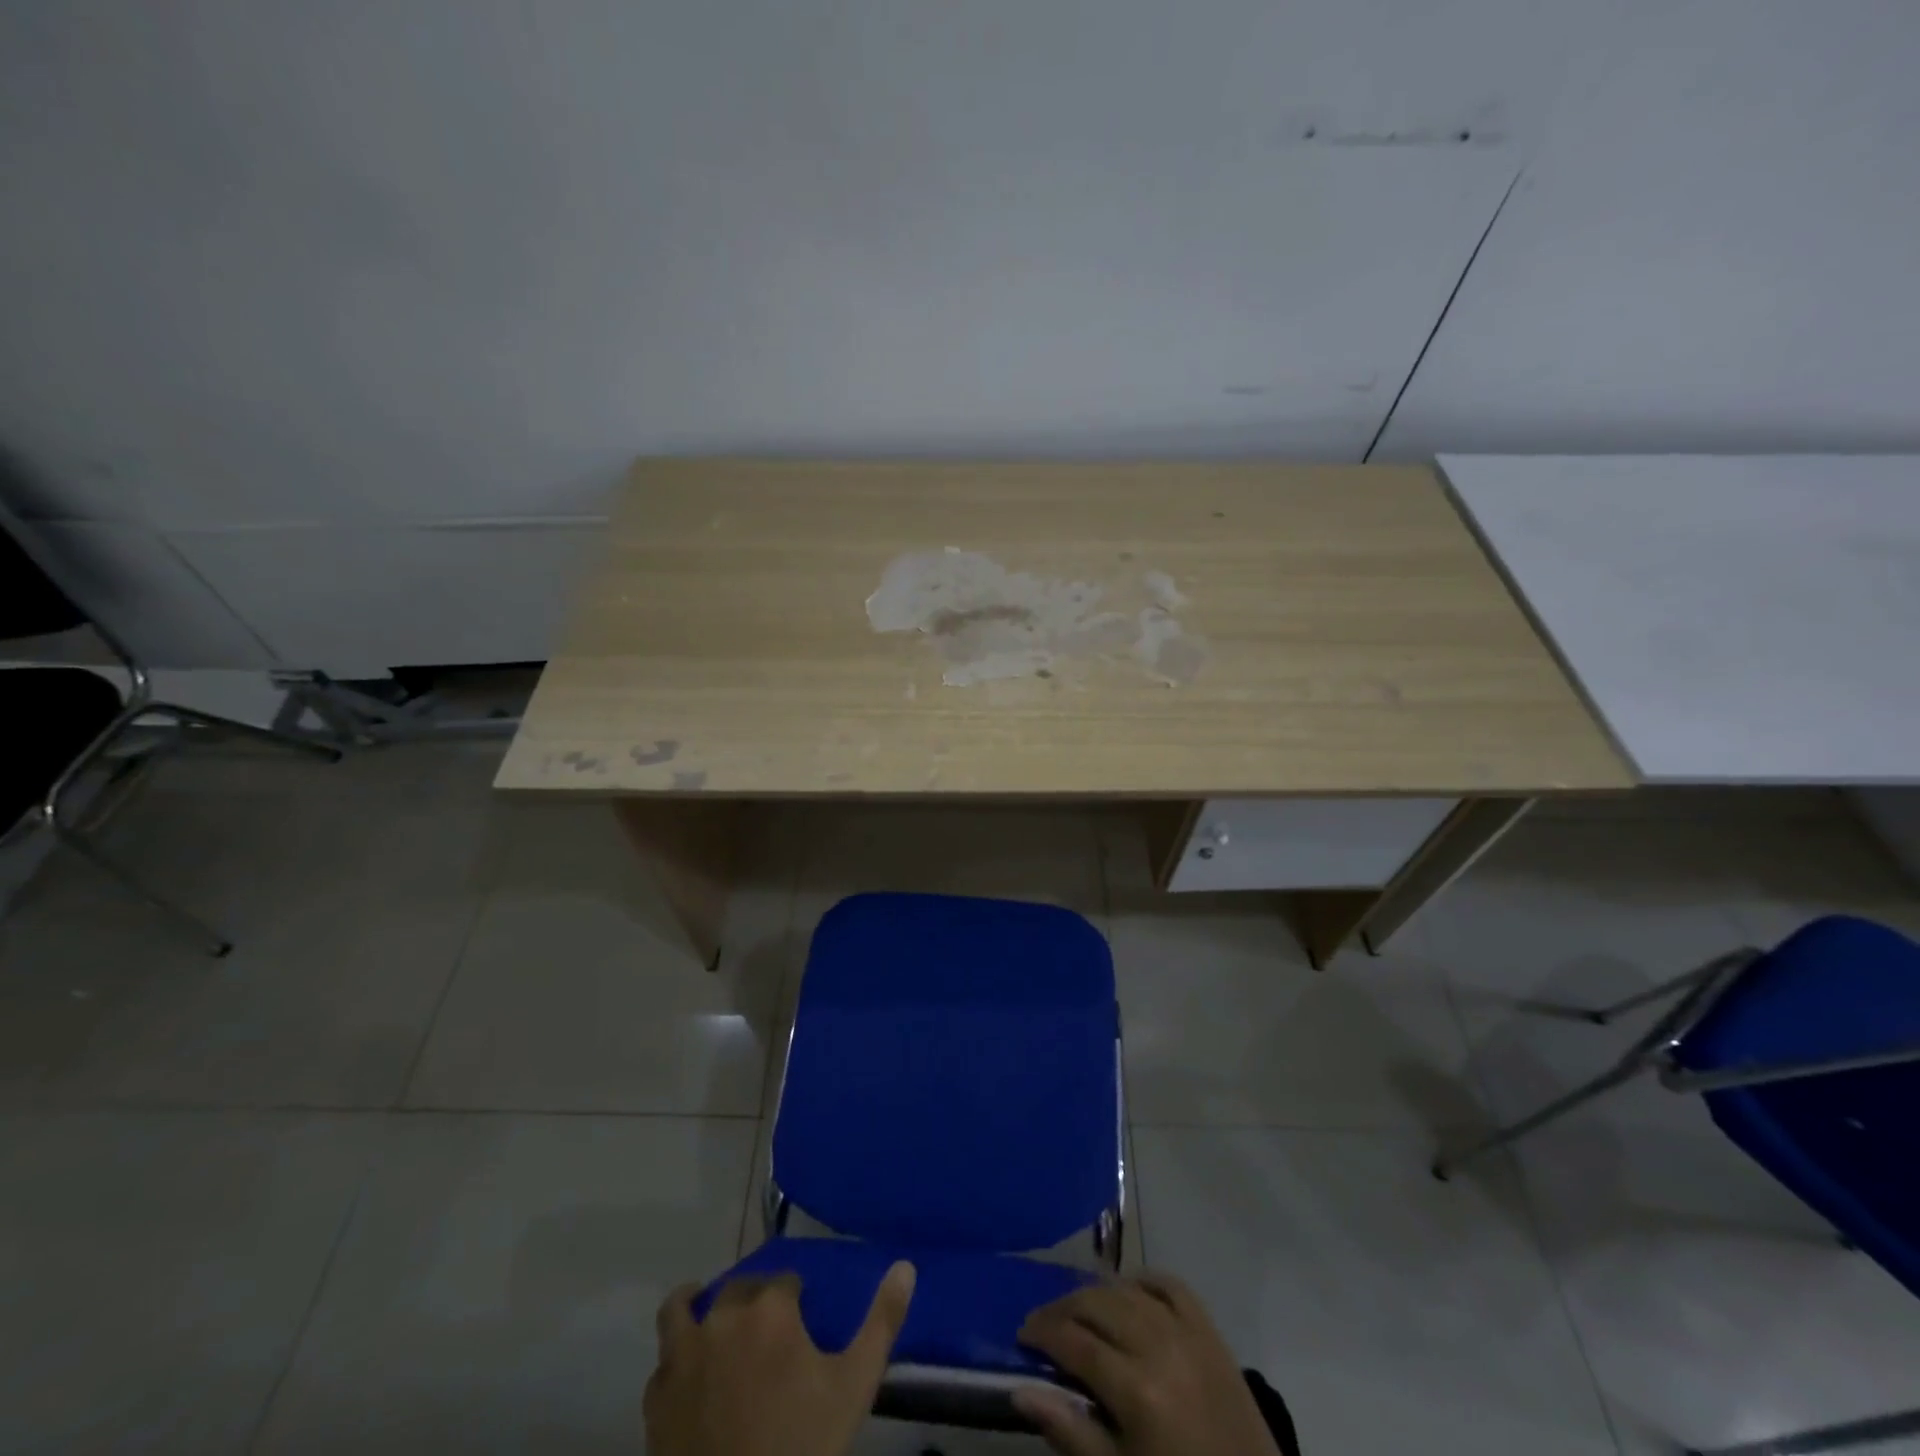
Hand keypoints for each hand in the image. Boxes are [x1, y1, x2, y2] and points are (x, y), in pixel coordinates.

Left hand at [645, 1262, 914, 1455]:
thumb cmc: (804, 1446)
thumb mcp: (854, 1385)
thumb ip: (882, 1321)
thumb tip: (906, 1266)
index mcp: (770, 1309)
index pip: (785, 1280)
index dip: (796, 1295)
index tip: (804, 1315)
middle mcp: (722, 1318)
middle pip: (738, 1288)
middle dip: (755, 1298)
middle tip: (770, 1327)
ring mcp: (683, 1358)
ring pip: (680, 1309)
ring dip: (695, 1304)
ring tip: (711, 1317)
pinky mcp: (656, 1400)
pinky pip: (662, 1364)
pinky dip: (675, 1361)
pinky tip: (690, 1376)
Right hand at [1014, 1273, 1279, 1455]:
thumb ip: (1070, 1432)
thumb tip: (1020, 1390)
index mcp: (1137, 1390)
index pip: (1074, 1342)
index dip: (1041, 1333)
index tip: (1021, 1337)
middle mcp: (1159, 1345)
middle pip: (1096, 1304)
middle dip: (1061, 1309)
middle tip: (1042, 1325)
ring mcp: (1188, 1332)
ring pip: (1127, 1289)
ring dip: (1096, 1294)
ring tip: (1077, 1312)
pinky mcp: (1210, 1330)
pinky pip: (1170, 1285)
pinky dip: (1143, 1282)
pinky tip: (1127, 1294)